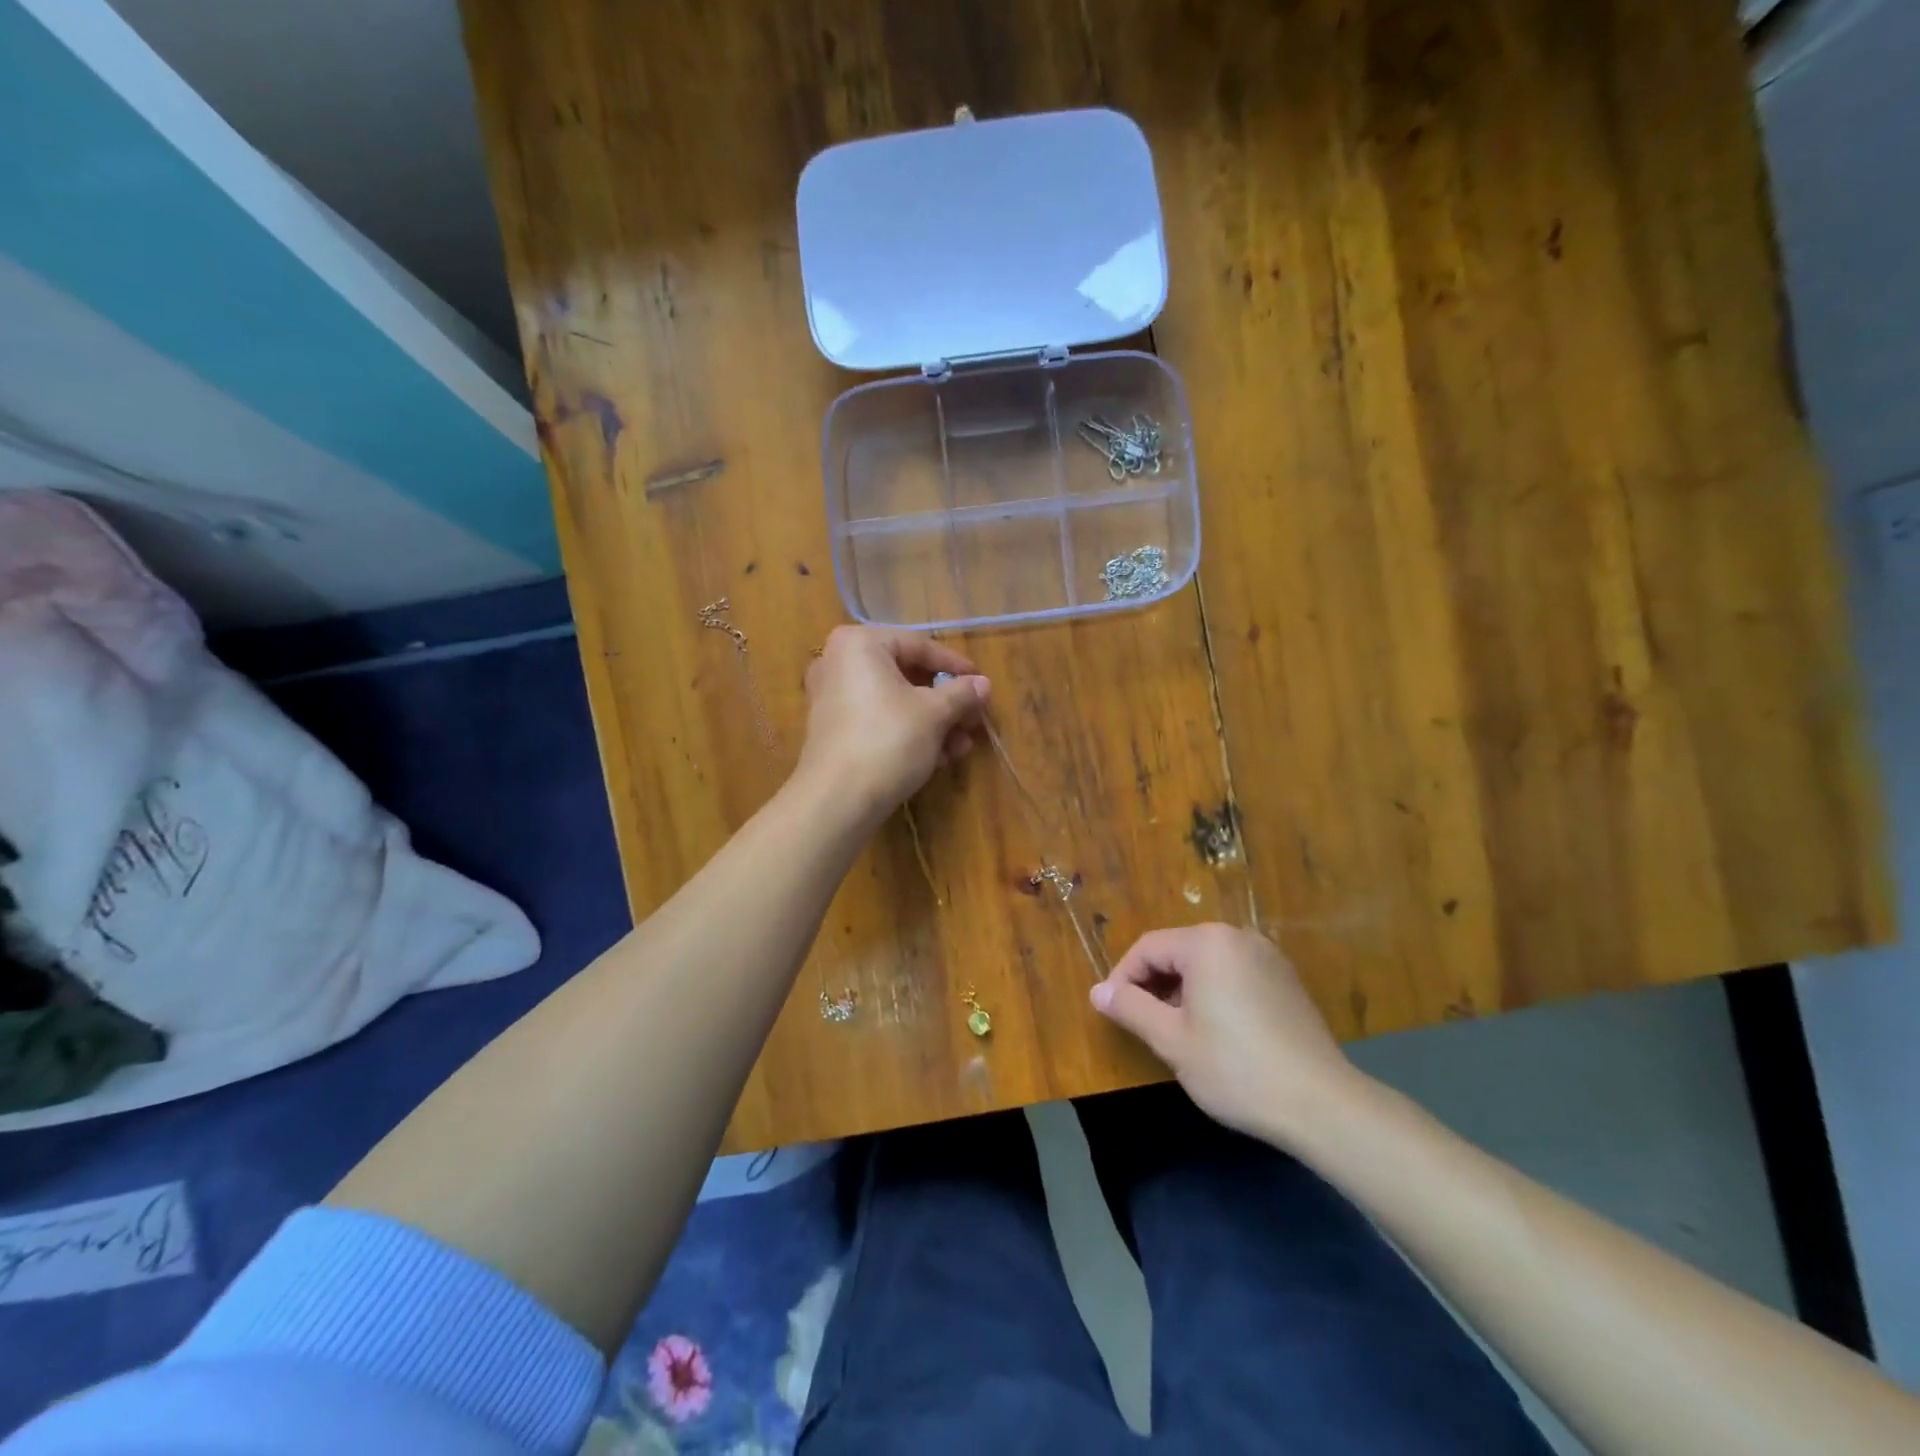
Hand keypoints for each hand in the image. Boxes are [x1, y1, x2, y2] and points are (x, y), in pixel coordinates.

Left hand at [795, 626, 989, 824]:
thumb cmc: (888, 741)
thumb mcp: (935, 714)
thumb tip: (983, 683)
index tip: (981, 684)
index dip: (955, 666)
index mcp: (859, 644)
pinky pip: (878, 719)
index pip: (919, 645)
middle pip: (907, 675)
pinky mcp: (833, 730)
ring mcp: (832, 697)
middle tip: (972, 721)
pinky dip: (908, 733)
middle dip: (945, 702)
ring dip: (933, 723)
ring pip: (895, 701)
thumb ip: (962, 693)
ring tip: (960, 748)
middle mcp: (838, 662)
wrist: (837, 800)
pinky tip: (937, 758)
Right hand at [1090, 923, 1362, 1146]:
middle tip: (1143, 1024)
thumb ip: (1130, 1008)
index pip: (1148, 948)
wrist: (1322, 1105)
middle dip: (1154, 984)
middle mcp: (1238, 937)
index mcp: (1207, 942)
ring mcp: (1268, 957)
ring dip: (1182, 990)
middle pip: (1178, 951)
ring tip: (1176, 1031)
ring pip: (1206, 963)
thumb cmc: (1236, 1068)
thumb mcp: (1172, 1040)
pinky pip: (1234, 974)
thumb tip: (1097, 992)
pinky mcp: (1286, 980)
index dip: (1123, 978)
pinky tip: (1215, 1031)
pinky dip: (1213, 993)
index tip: (1114, 1012)